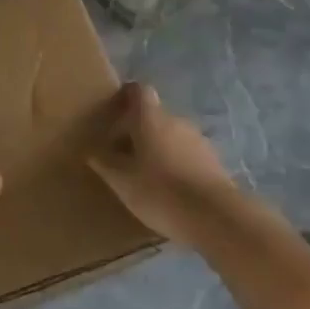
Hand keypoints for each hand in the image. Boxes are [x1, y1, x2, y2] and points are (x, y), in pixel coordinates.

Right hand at [91, 83, 242, 246]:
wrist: (216, 217)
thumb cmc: (160, 192)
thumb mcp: (122, 182)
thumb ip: (105, 164)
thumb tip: (92, 152)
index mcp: (150, 118)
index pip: (138, 91)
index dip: (125, 97)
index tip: (113, 114)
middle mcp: (175, 120)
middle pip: (153, 115)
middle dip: (137, 131)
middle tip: (122, 156)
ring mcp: (198, 140)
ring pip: (171, 135)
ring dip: (158, 149)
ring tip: (146, 176)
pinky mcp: (214, 161)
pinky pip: (187, 154)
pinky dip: (176, 164)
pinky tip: (170, 190)